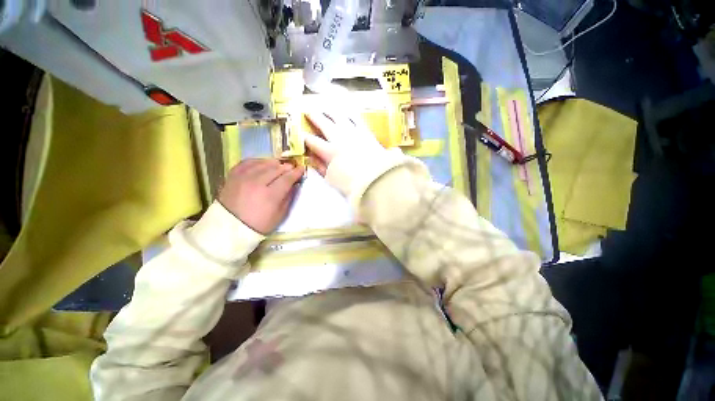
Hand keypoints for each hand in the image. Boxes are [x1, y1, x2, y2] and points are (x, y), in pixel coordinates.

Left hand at [219, 159, 303, 233]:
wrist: (229, 227)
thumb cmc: (258, 224)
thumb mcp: (279, 216)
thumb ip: (288, 198)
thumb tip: (294, 185)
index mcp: (270, 195)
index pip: (287, 179)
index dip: (296, 173)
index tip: (302, 169)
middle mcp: (257, 183)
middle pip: (276, 169)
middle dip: (287, 167)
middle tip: (292, 167)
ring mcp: (243, 178)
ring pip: (263, 163)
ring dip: (274, 163)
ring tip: (279, 165)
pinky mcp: (232, 176)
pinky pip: (247, 162)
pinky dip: (258, 161)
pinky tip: (263, 163)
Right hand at [304, 111, 385, 176]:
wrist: (377, 178)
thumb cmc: (353, 183)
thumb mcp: (332, 179)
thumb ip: (321, 168)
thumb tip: (313, 160)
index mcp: (330, 152)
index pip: (313, 142)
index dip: (305, 137)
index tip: (300, 133)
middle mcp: (340, 138)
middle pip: (324, 124)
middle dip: (315, 117)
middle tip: (308, 111)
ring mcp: (353, 133)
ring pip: (339, 117)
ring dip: (331, 112)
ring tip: (326, 108)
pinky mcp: (366, 132)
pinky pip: (356, 119)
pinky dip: (350, 114)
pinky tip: (347, 111)